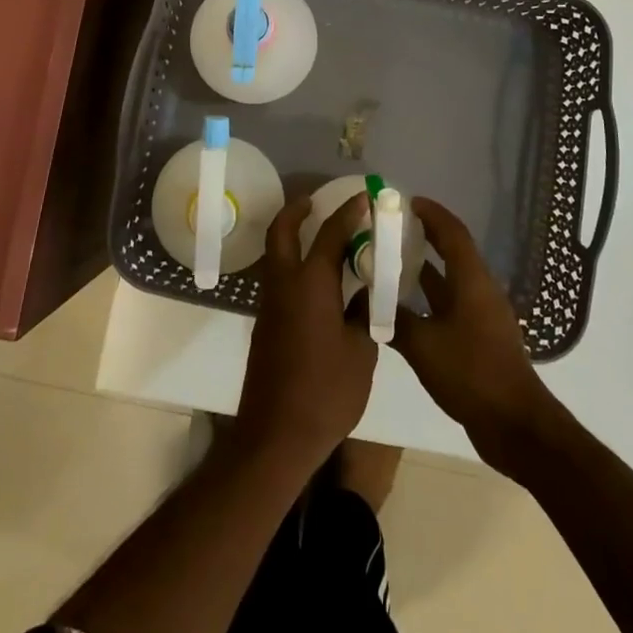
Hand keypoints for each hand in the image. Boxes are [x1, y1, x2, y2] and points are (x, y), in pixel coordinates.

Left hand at [230, 193, 378, 480]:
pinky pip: (279, 278)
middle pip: (282, 231)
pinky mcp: (266, 323)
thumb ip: (364, 313)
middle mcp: (285, 284)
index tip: (363, 197)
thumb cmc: (326, 392)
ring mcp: (270, 303)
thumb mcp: (361, 351)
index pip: (331, 234)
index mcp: (311, 284)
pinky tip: (319, 280)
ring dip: (293, 236)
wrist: (276, 435)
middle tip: (316, 201)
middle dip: (297, 210)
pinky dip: (294, 264)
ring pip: (277, 254)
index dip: (348, 212)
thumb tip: (365, 291)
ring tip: (323, 237)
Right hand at [393, 197, 557, 472]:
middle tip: (392, 228)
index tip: (406, 202)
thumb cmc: (471, 374)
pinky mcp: (480, 337)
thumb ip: (393, 320)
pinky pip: (451, 303)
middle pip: (452, 252)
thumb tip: (364, 299)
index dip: (431, 214)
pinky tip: (405, 306)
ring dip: (425, 268)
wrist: (514, 425)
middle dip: (425, 236)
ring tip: (391, 261)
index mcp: (472, 281)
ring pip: (451, 280)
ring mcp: (483, 315)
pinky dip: (429, 296)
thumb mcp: (423, 345)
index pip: (452, 233)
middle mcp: (480, 290)